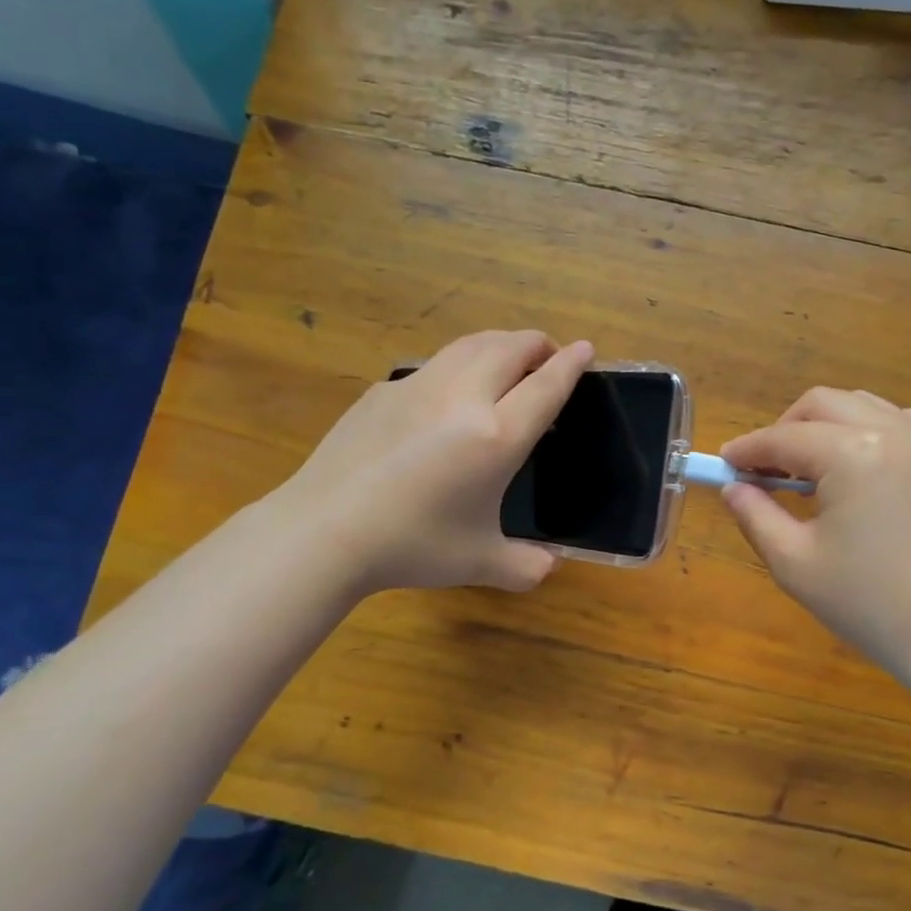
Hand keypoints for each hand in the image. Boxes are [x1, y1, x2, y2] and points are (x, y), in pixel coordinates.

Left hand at [279, 330, 592, 596]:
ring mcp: (418, 387)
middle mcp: (462, 398)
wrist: (325, 530)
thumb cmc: (412, 545)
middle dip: (537, 344)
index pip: (545, 386)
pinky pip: (434, 364)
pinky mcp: (384, 391)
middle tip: (548, 356)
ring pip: (470, 344)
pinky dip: (459, 364)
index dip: (570, 364)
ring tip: (508, 359)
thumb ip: (525, 566)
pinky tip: (450, 393)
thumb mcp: (480, 563)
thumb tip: (549, 566)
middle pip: (510, 348)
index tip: (586, 349)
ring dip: (499, 343)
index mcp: (496, 436)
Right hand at [720, 388, 910, 681]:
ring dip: (825, 425)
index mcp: (851, 453)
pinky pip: (910, 420)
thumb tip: (733, 488)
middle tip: (762, 471)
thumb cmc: (868, 603)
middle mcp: (891, 431)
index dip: (747, 450)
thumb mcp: (794, 562)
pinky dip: (880, 426)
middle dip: (784, 430)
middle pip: (821, 405)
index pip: (783, 438)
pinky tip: (867, 455)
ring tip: (806, 469)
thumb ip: (756, 515)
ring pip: (862, 405)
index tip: (722, 466)